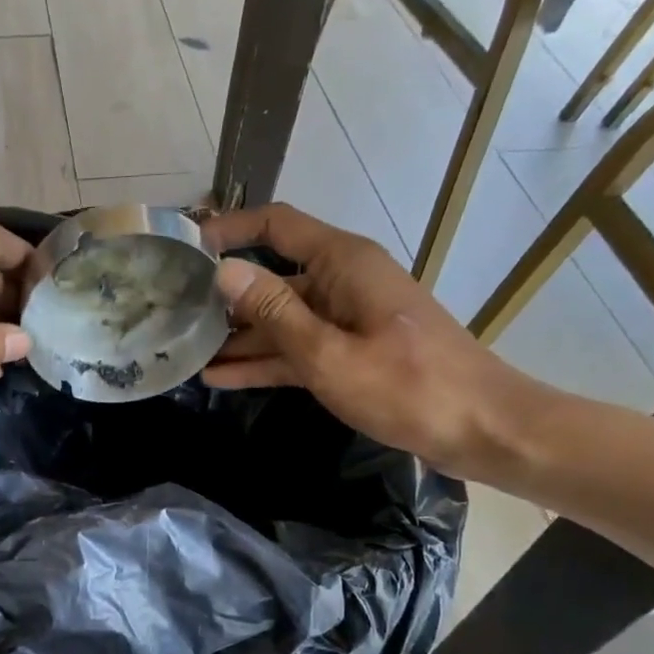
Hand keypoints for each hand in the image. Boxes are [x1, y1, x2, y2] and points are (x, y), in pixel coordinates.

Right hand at [201, 204, 542, 478]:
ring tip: (188, 353)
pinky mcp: (351, 353)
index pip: (276, 225)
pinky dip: (265, 361)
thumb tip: (224, 272)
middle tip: (173, 314)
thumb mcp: (328, 353)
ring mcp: (347, 320)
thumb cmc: (406, 387)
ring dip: (239, 338)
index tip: (185, 250)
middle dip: (225, 296)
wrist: (480, 428)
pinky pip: (298, 349)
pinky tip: (221, 377)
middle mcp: (342, 282)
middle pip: (273, 277)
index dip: (229, 230)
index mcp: (342, 263)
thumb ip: (274, 313)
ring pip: (281, 320)